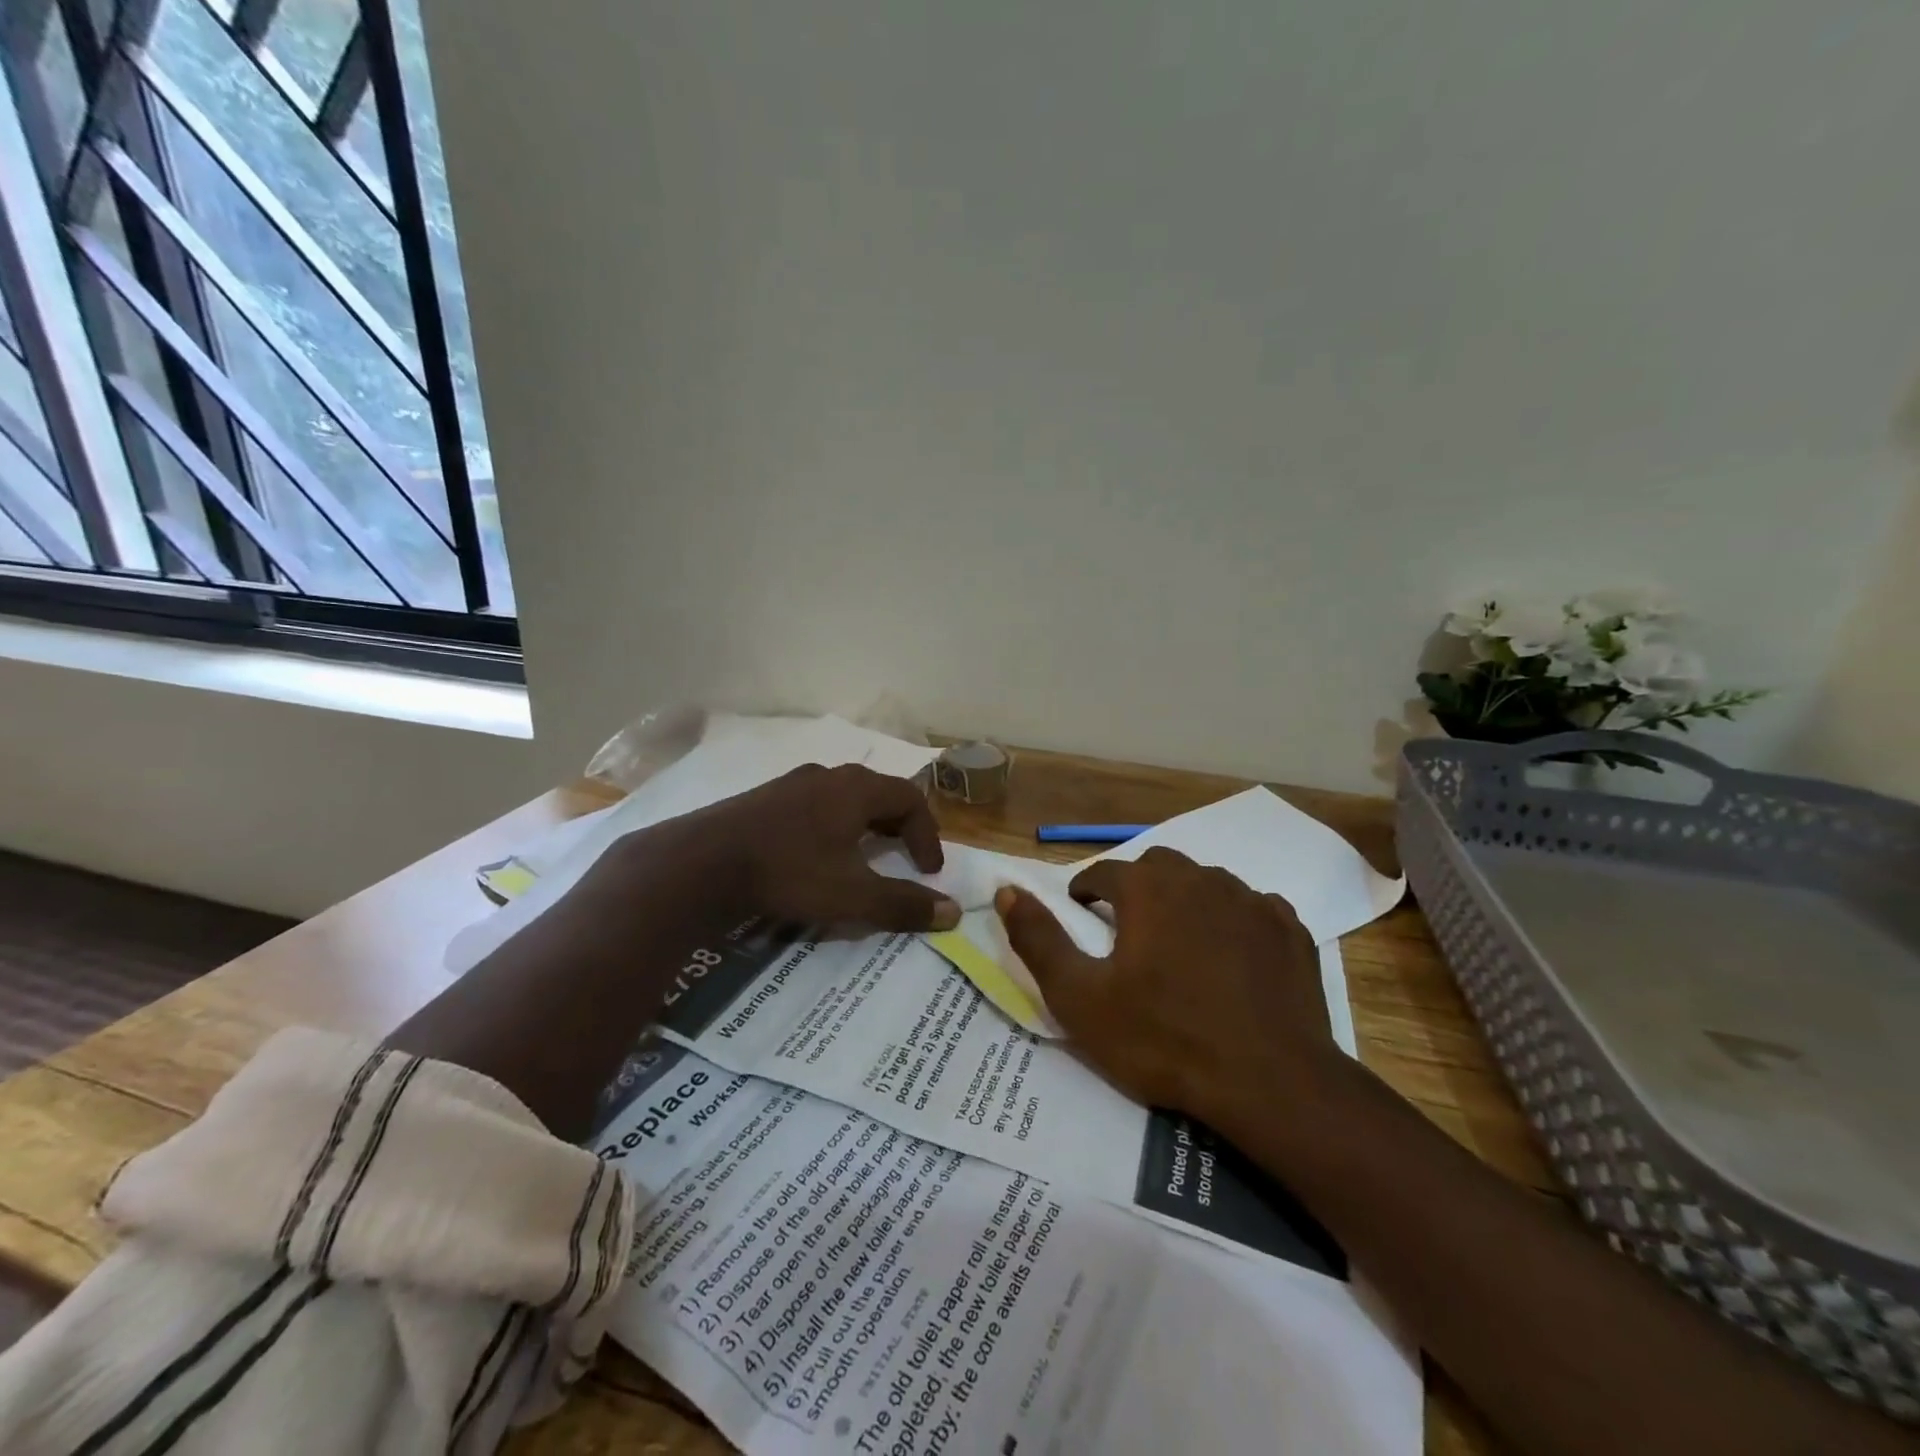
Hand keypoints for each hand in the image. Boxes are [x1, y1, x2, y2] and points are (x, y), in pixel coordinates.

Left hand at [593, 763, 961, 934]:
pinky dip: (831, 827)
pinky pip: (813, 806)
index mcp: (856, 789)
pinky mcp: (763, 799)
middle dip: (900, 826)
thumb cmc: (789, 872)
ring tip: (865, 858)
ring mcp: (791, 784)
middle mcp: (828, 776)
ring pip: (844, 798)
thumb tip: (952, 912)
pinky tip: (816, 856)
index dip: (928, 835)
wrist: (702, 863)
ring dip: (864, 826)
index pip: (911, 799)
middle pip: (879, 793)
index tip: (928, 872)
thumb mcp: (853, 895)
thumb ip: (904, 904)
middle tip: (905, 858)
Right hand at [994, 847, 1333, 1124]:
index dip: (1086, 892)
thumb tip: (1006, 891)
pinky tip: (1232, 959)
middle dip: (1136, 889)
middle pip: (1157, 868)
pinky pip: (1251, 909)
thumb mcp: (1080, 998)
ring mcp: (1251, 901)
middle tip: (1129, 933)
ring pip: (1206, 884)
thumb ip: (1038, 939)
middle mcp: (1201, 878)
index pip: (1103, 872)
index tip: (1083, 917)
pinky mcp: (1289, 929)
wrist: (1270, 1083)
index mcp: (1148, 888)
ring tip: (1180, 947)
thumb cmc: (1164, 1039)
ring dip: (1185, 903)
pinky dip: (1233, 923)